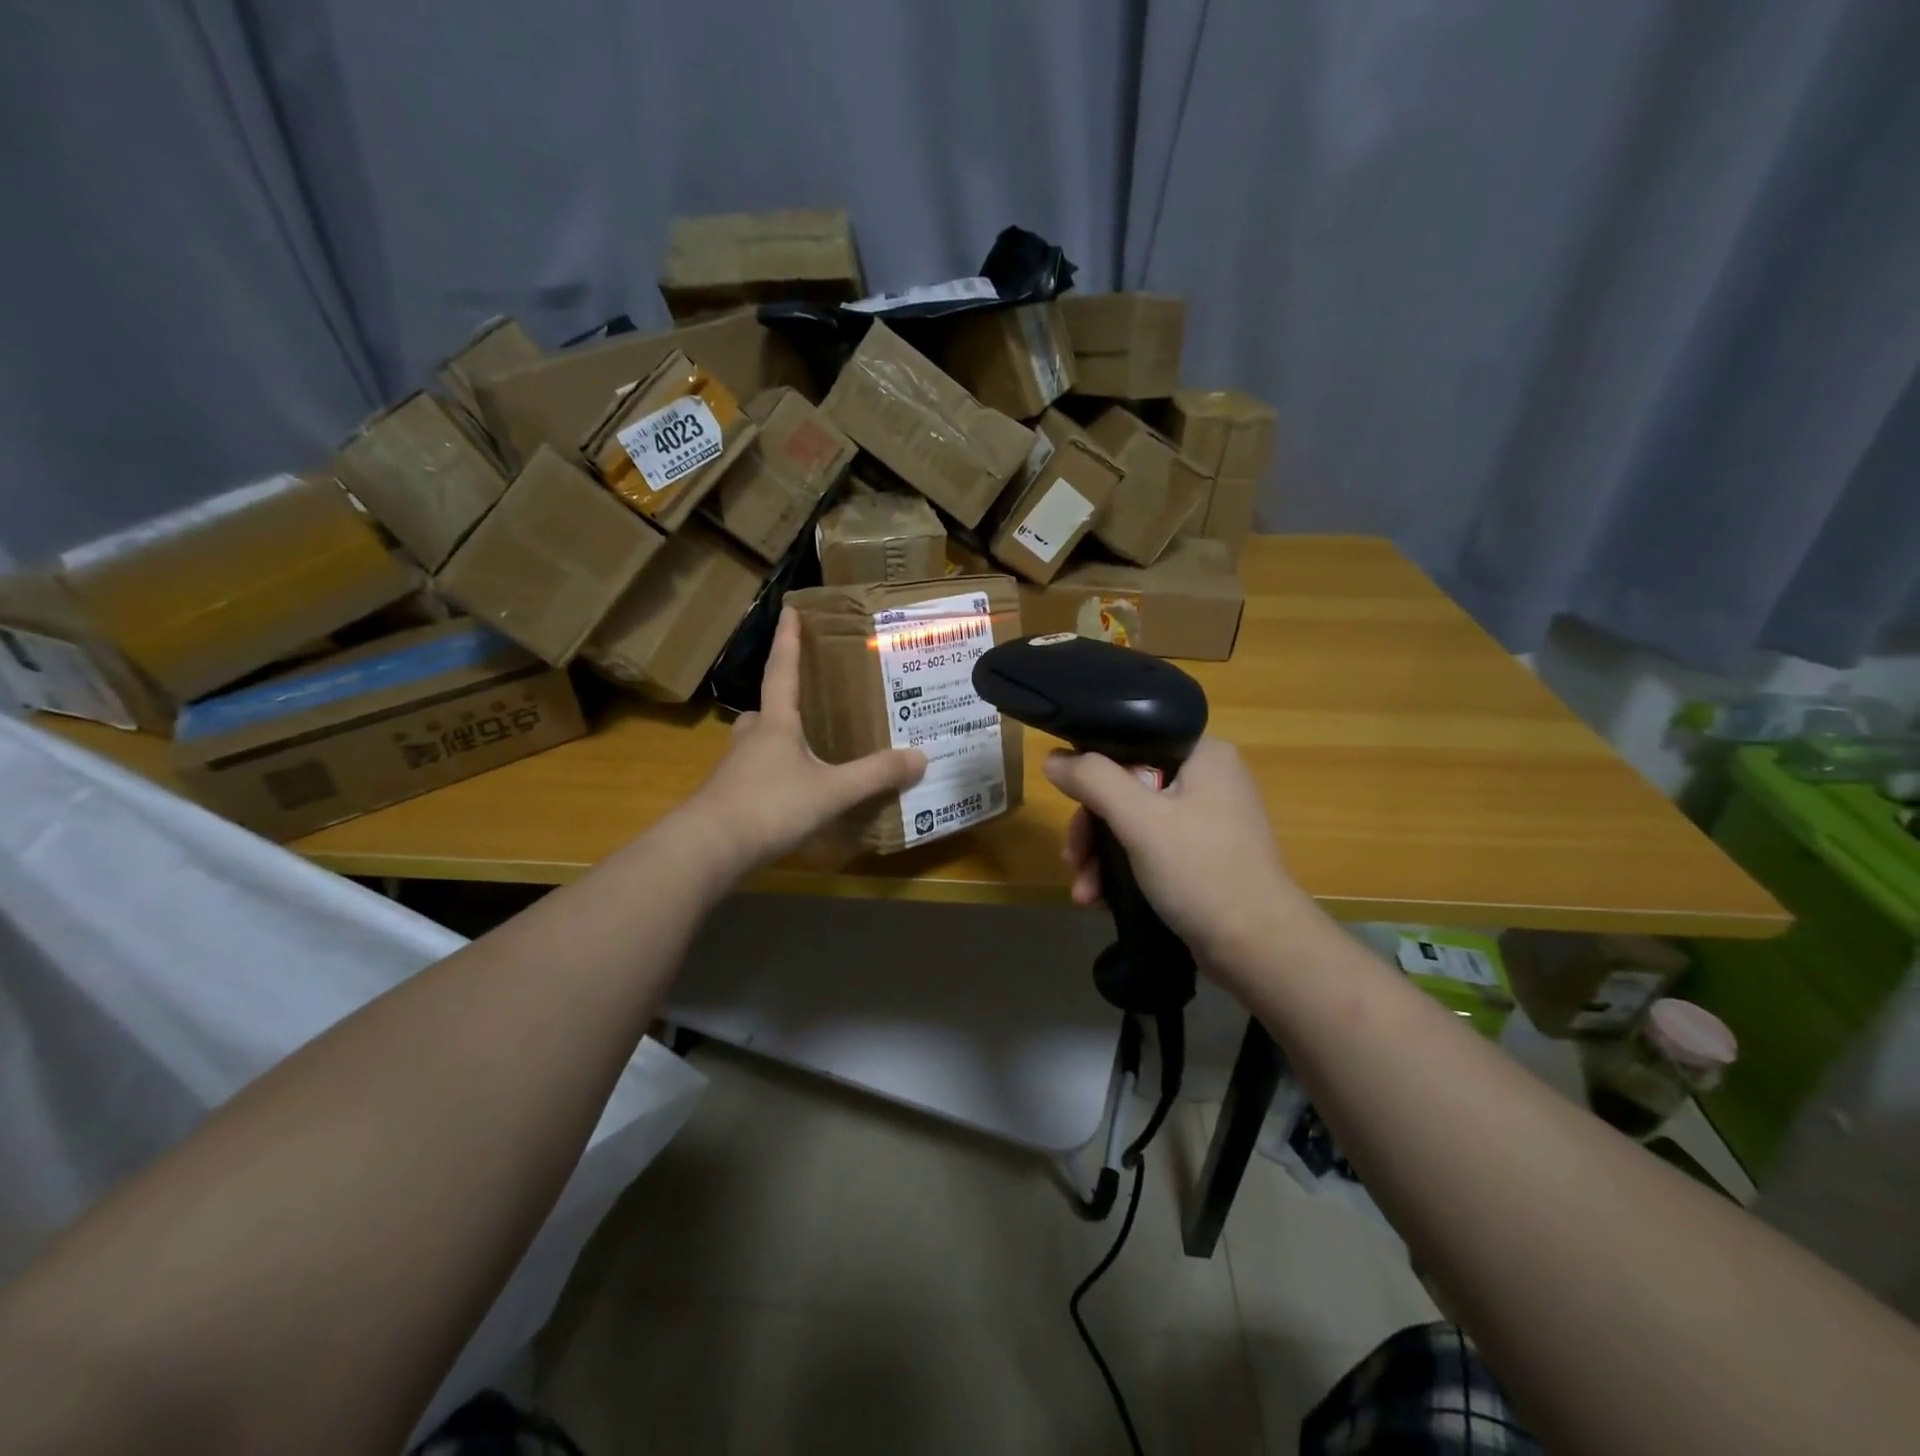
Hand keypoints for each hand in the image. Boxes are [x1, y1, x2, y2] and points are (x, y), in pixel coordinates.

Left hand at [689, 607, 925, 869]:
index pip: (783, 670)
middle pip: (767, 709)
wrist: (709, 848)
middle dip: (784, 702)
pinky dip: (774, 774)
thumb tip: (920, 757)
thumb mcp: (832, 790)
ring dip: (778, 740)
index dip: (788, 640)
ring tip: (808, 749)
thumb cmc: (770, 805)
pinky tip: (792, 792)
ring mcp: (735, 768)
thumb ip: (875, 775)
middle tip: (808, 701)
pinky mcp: (729, 797)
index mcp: (775, 723)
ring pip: (758, 742)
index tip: (789, 610)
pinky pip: (756, 774)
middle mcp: (752, 738)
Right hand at [1045, 737, 1313, 980]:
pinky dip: (1123, 871)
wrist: (1258, 949)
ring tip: (1083, 893)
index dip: (1093, 770)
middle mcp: (1208, 780)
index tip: (1068, 802)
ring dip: (1101, 857)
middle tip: (1072, 859)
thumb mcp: (1140, 819)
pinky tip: (1101, 899)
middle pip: (1127, 788)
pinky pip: (1150, 850)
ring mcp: (1207, 821)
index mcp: (1203, 755)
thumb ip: (1093, 780)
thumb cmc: (1200, 871)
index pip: (1132, 743)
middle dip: (1092, 829)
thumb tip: (1053, 759)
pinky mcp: (1202, 858)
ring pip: (1134, 823)